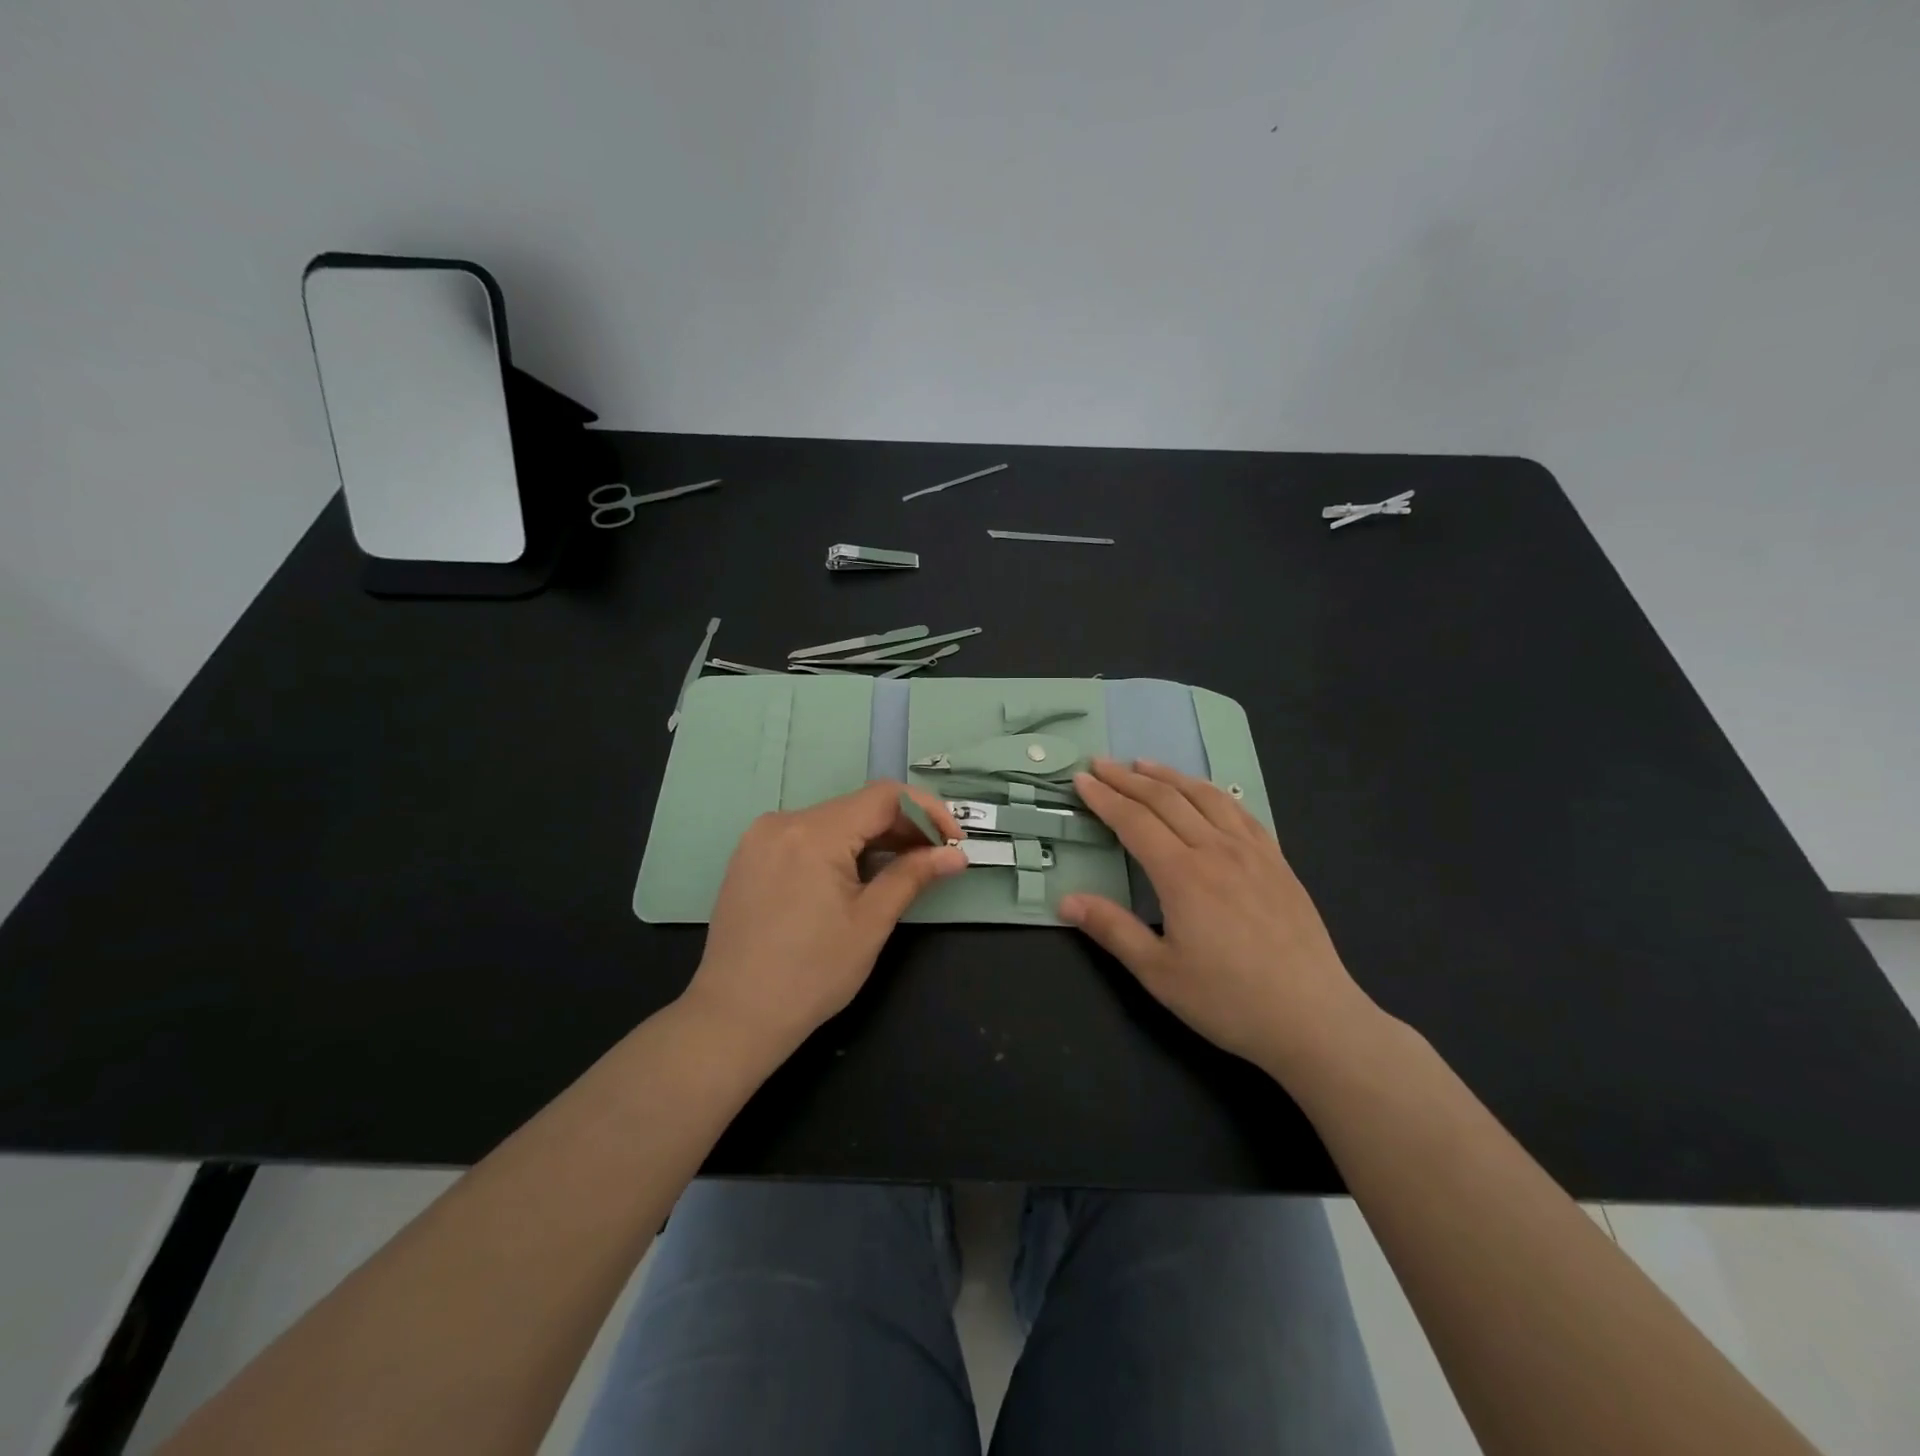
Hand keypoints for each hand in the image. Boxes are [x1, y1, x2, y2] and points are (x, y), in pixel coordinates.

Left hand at [682, 781, 967, 1064]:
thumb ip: (913, 876)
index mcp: (814, 833)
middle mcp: (783, 821)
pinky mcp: (751, 857)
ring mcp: (761, 838)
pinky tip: (857, 877)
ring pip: (833, 821)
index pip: (885, 797)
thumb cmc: (811, 974)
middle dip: (902, 828)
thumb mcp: (871, 922)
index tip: (953, 842)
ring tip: (902, 870)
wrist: (734, 1017)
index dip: (927, 812)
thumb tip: (955, 854)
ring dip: (872, 838)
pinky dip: (840, 848)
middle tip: (935, 860)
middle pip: (858, 807)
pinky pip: (806, 837)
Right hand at [1059, 759, 1380, 1081]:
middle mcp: (1216, 850)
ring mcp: (1253, 853)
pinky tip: (1206, 793)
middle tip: (1101, 763)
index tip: (1081, 780)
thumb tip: (1066, 900)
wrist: (1313, 1018)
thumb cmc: (1228, 1000)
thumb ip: (1112, 929)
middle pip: (1166, 800)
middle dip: (1128, 779)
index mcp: (1182, 874)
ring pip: (1206, 797)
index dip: (1104, 798)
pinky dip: (1214, 792)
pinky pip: (1241, 812)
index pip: (1134, 821)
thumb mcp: (1159, 972)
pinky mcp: (1278, 863)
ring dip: (1170, 776)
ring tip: (1145, 764)